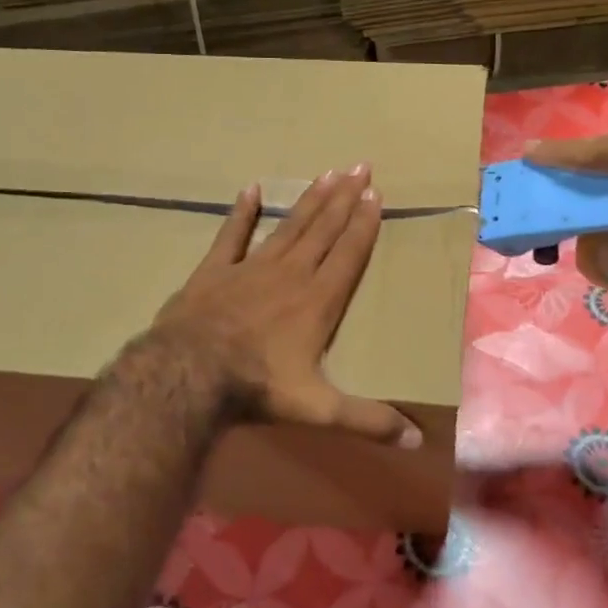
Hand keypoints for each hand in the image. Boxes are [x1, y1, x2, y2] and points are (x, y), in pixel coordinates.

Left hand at [150, 166, 421, 448]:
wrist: (189, 374)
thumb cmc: (258, 387)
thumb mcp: (319, 409)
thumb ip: (368, 421)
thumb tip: (418, 442)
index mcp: (318, 300)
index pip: (348, 254)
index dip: (364, 224)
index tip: (376, 195)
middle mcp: (291, 275)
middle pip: (324, 229)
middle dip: (345, 198)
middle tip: (361, 166)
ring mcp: (251, 268)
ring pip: (289, 226)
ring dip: (310, 200)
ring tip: (328, 173)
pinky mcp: (215, 270)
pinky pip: (232, 234)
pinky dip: (242, 211)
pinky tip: (252, 188)